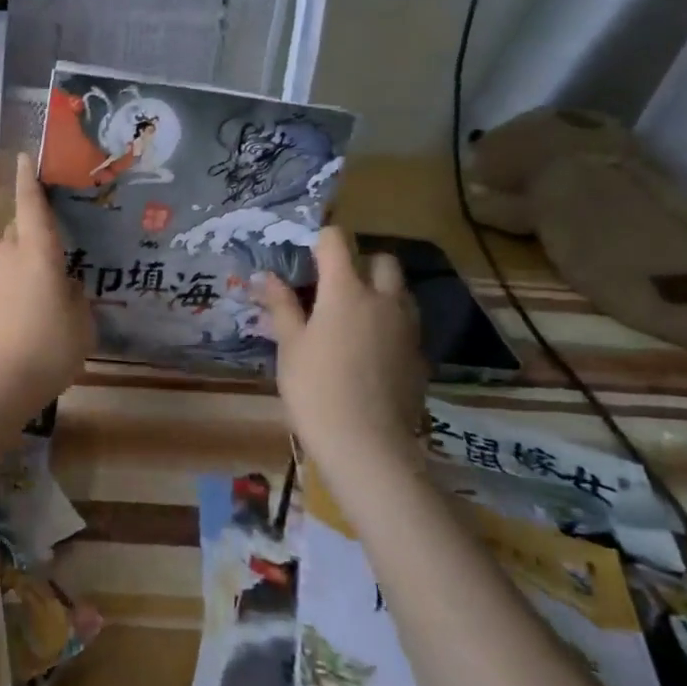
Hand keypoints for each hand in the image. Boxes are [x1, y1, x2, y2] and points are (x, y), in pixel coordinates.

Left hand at [0, 156, 93, 410]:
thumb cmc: (48, 348)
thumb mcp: (81, 324)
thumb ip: (77, 299)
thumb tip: (68, 286)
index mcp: (38, 254)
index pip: (31, 207)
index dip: (28, 180)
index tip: (24, 156)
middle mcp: (11, 259)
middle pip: (20, 230)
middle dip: (34, 224)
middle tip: (58, 228)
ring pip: (13, 257)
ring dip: (30, 257)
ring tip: (55, 274)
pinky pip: (8, 281)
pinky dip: (23, 283)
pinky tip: (39, 305)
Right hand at [254, 228, 424, 469]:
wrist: (367, 444)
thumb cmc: (315, 389)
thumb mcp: (289, 346)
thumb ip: (281, 306)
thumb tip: (266, 276)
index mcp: (346, 291)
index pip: (337, 241)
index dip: (320, 241)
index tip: (304, 258)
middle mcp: (384, 300)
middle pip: (382, 260)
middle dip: (359, 262)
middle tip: (332, 286)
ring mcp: (407, 327)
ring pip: (400, 290)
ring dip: (379, 290)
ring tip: (351, 316)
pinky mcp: (419, 354)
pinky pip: (406, 323)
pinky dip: (389, 322)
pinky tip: (368, 349)